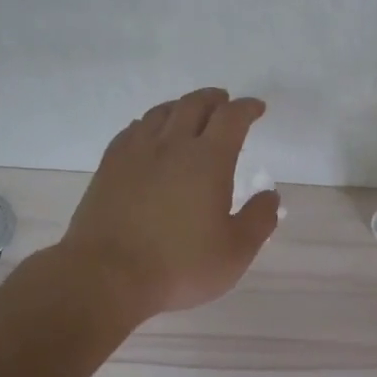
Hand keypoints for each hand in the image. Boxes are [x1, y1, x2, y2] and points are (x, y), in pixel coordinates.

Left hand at [53, 88, 280, 320]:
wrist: (107, 276)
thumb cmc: (180, 266)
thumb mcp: (235, 251)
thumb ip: (259, 220)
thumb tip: (270, 195)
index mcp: (208, 160)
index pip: (231, 119)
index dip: (247, 108)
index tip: (257, 108)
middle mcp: (172, 146)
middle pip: (193, 105)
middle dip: (214, 100)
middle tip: (225, 102)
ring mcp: (135, 154)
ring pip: (161, 113)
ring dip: (181, 106)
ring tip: (190, 113)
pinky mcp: (109, 168)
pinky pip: (132, 130)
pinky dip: (149, 124)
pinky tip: (149, 134)